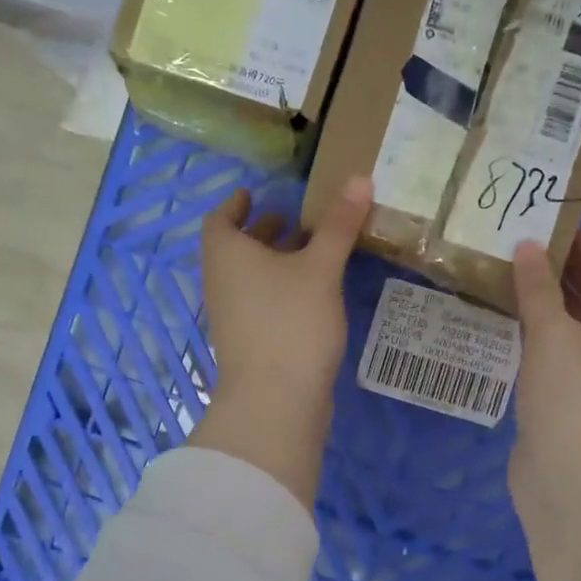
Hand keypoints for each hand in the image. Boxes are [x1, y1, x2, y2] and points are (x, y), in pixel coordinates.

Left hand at [189, 176, 372, 507]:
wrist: (275, 402)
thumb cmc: (291, 322)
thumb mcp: (320, 268)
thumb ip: (339, 225)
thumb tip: (360, 178)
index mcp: (227, 255)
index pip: (220, 219)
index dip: (235, 204)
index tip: (253, 193)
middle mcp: (222, 282)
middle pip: (236, 248)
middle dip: (262, 231)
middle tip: (294, 218)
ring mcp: (234, 316)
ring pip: (250, 277)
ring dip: (275, 260)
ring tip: (311, 250)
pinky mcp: (251, 342)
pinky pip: (262, 301)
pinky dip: (281, 287)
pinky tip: (313, 291)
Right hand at [508, 231, 580, 519]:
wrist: (572, 479)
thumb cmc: (575, 394)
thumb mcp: (553, 332)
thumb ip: (538, 287)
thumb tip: (526, 248)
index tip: (562, 239)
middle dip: (572, 280)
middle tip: (531, 258)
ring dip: (554, 309)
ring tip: (515, 285)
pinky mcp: (580, 406)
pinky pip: (565, 359)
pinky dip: (544, 340)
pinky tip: (512, 328)